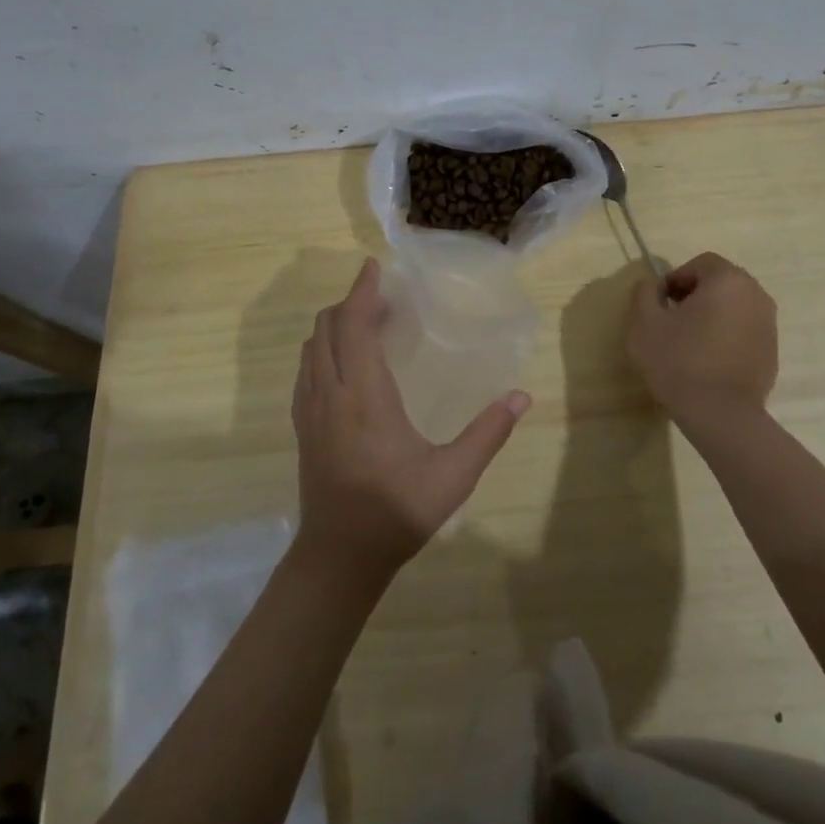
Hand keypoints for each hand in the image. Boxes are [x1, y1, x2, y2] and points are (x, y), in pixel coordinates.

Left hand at [291, 257, 529, 583]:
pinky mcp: (303, 426)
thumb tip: (522, 396)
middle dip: (350, 303)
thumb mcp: (452, 476)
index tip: (373, 266)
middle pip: (326, 328)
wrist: (339, 557)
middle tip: (384, 299)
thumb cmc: (396, 512)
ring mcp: (310, 410)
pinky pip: (307, 370)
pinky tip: (346, 364)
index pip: (353, 325)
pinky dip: (323, 349)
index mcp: (364, 396)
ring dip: (334, 325)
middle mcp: (330, 393)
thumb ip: (488, 433)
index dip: (362, 291)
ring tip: (367, 324)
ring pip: (312, 348)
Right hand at [625, 252, 778, 431]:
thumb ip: (645, 292)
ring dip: (711, 316)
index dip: (675, 279)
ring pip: (733, 307)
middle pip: (719, 283)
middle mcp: (756, 295)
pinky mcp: (771, 351)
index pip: (700, 263)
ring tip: (688, 343)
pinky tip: (708, 362)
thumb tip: (654, 284)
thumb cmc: (679, 362)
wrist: (721, 416)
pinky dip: (726, 336)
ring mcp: (769, 324)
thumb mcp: (644, 322)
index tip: (660, 305)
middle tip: (671, 322)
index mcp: (728, 280)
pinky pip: (743, 331)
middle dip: (694, 296)